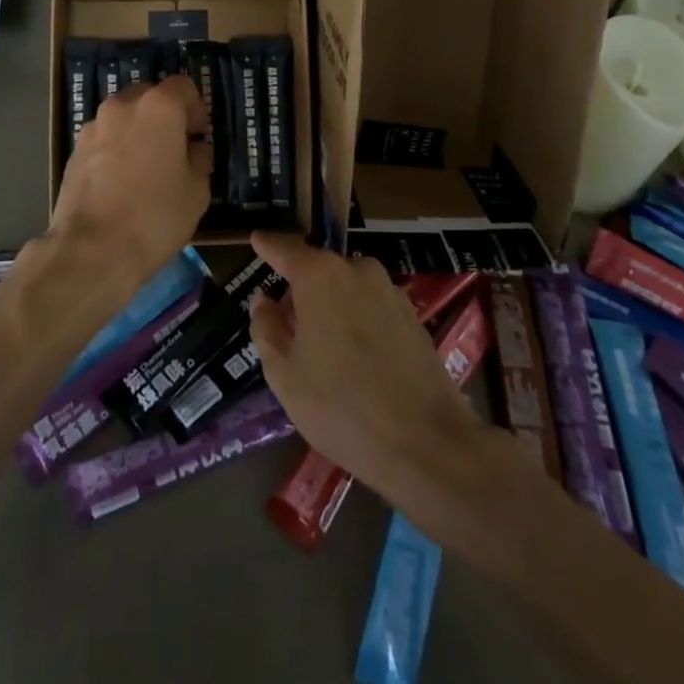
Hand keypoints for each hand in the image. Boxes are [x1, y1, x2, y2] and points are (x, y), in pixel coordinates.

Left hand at [51, 75, 212, 283]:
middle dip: (164, 117)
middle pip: (150, 97)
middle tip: (174, 151)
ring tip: (144, 170)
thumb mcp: (197, 191)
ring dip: (137, 132)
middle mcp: (123, 105)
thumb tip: (193, 150)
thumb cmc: (155, 216)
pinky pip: (104, 139)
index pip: (183, 86)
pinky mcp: (74, 149)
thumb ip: (199, 159)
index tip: (198, 136)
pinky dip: (115, 150)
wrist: (92, 249)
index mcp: (159, 107)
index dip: (196, 109)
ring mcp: (94, 126)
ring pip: (124, 117)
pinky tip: (120, 182)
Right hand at [248, 231, 480, 501]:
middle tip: (288, 324)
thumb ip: (266, 328)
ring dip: (333, 306)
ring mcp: (390, 292)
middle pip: (319, 270)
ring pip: (348, 289)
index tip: (256, 239)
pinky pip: (373, 308)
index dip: (268, 246)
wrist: (426, 444)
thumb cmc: (341, 406)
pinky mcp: (414, 318)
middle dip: (302, 290)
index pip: (285, 249)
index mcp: (320, 276)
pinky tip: (357, 359)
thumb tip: (264, 301)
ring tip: (324, 348)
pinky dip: (359, 321)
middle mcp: (357, 270)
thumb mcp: (284, 374)